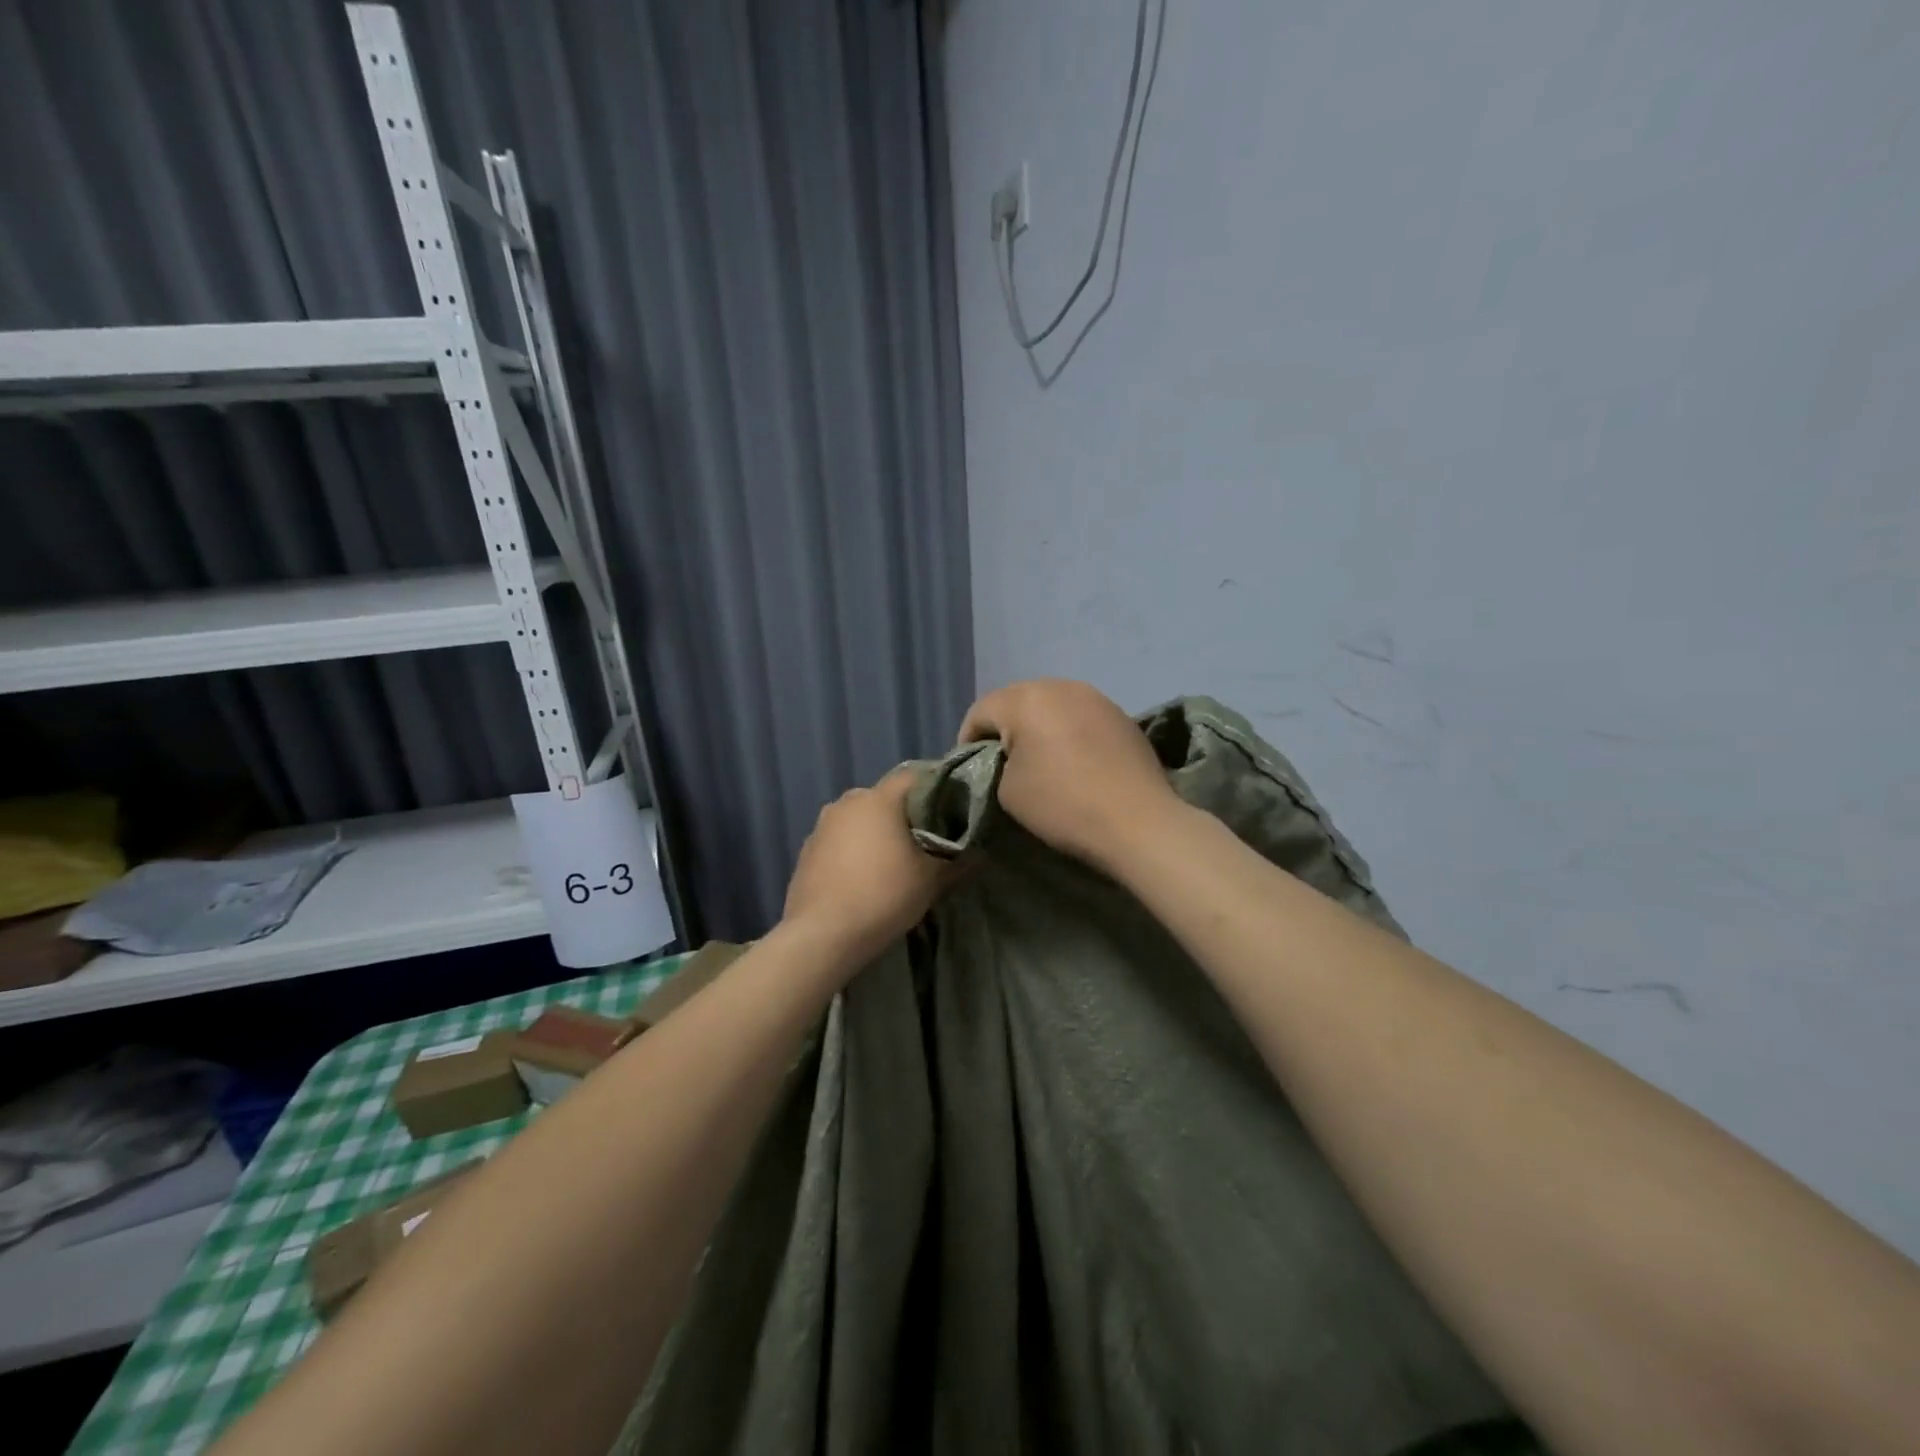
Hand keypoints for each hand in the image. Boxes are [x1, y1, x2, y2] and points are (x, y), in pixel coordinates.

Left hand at [781, 766, 948, 971]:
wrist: (822, 935)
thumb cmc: (883, 896)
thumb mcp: (931, 880)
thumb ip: (957, 860)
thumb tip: (979, 851)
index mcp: (879, 798)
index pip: (915, 777)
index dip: (937, 790)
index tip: (952, 811)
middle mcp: (847, 801)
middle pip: (885, 798)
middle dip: (906, 815)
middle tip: (925, 841)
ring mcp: (822, 825)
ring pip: (860, 819)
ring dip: (877, 833)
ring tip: (893, 862)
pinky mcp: (807, 849)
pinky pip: (839, 840)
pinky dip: (854, 850)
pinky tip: (862, 877)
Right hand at [959, 679, 1183, 869]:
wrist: (1138, 822)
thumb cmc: (1062, 804)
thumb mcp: (1007, 791)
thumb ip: (995, 764)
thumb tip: (1006, 757)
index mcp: (1026, 699)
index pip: (980, 711)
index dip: (967, 740)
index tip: (970, 769)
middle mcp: (1060, 686)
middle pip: (1017, 700)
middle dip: (1004, 728)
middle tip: (1002, 763)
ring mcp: (1096, 697)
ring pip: (1051, 705)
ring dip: (1038, 727)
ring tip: (1039, 760)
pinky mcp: (1121, 715)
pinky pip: (1080, 716)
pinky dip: (1068, 732)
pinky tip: (1074, 761)